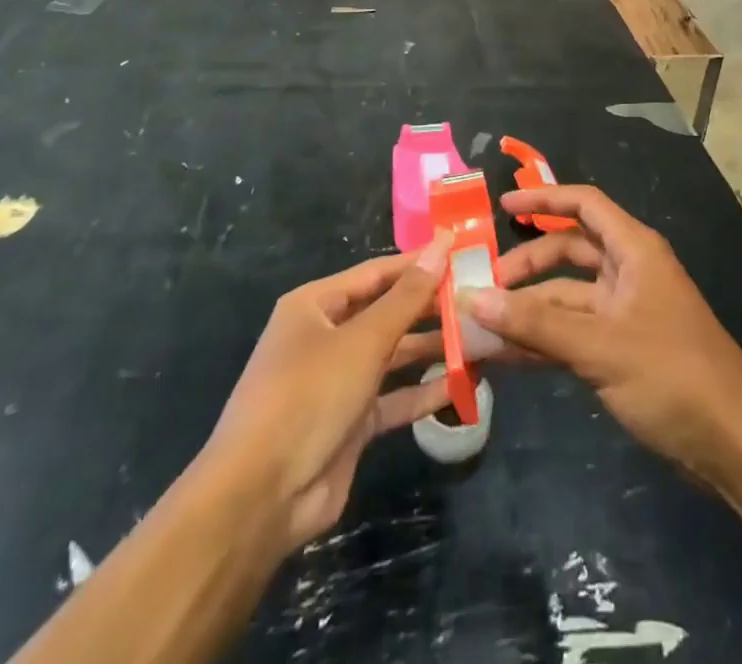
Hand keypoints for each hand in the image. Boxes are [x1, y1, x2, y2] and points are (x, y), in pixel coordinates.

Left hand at [198, 235, 450, 557]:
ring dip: (432, 349)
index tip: (460, 252)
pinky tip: (463, 384)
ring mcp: (338, 382)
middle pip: (386, 313)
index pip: (376, 273)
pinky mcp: (351, 423)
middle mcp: (325, 337)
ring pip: (393, 355)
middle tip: (478, 298)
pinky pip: (393, 398)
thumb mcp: (363, 341)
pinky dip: (423, 392)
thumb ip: (406, 297)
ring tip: (480, 338)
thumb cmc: (308, 396)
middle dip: (429, 307)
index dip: (418, 263)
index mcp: (315, 305)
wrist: (261, 497)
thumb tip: (440, 245)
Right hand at [468, 186, 741, 486]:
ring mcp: (625, 312)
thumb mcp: (600, 346)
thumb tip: (473, 299)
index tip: (502, 204)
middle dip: (528, 264)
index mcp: (634, 250)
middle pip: (569, 251)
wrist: (735, 446)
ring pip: (567, 296)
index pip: (583, 205)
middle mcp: (628, 272)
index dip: (543, 198)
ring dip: (529, 309)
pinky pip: (573, 332)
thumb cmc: (673, 376)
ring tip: (483, 324)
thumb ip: (536, 323)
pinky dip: (543, 340)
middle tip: (484, 286)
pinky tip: (506, 355)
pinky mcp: (622, 350)